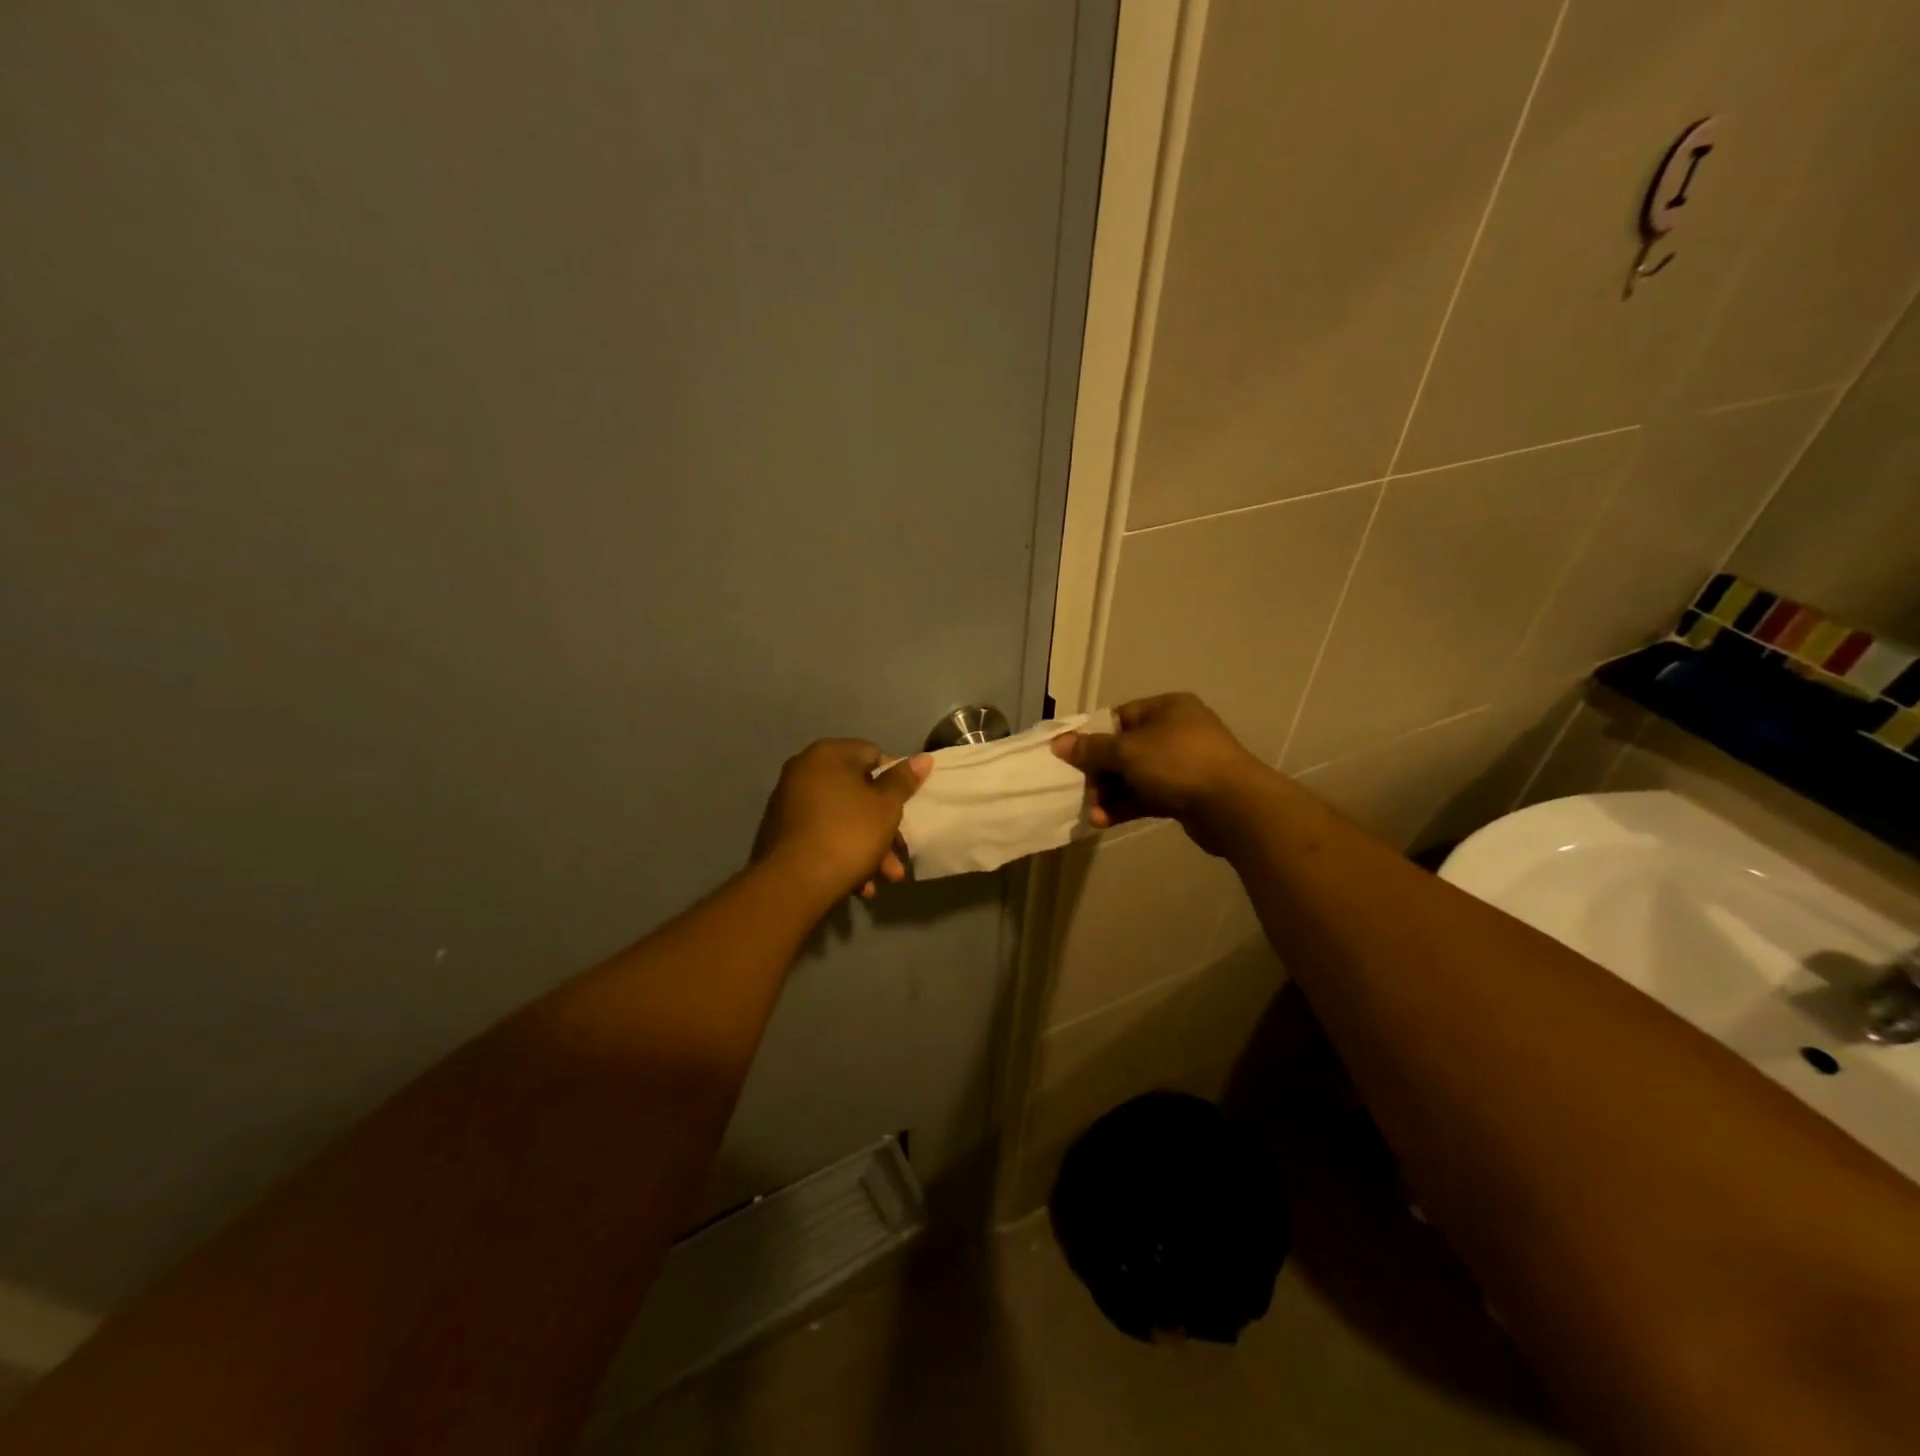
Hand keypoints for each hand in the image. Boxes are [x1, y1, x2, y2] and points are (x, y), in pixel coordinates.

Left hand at [752, 740, 931, 903]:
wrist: (792, 884)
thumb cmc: (848, 834)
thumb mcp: (886, 807)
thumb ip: (903, 781)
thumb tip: (923, 758)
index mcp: (828, 754)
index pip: (873, 754)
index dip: (894, 782)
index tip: (904, 809)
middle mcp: (803, 770)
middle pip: (857, 792)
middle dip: (883, 826)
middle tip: (899, 856)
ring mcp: (788, 802)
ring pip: (841, 818)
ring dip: (867, 846)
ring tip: (884, 879)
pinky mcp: (781, 832)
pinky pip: (822, 835)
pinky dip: (842, 853)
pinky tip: (860, 884)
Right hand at [1051, 693, 1274, 853]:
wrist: (1233, 805)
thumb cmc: (1177, 763)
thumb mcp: (1127, 751)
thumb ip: (1092, 748)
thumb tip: (1058, 743)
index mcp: (1167, 708)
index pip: (1120, 717)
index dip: (1093, 736)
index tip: (1072, 757)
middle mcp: (1176, 731)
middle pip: (1125, 749)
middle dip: (1100, 772)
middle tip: (1081, 790)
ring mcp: (1184, 765)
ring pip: (1136, 776)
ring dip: (1111, 794)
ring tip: (1092, 813)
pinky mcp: (1186, 795)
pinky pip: (1148, 796)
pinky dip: (1127, 806)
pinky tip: (1105, 821)